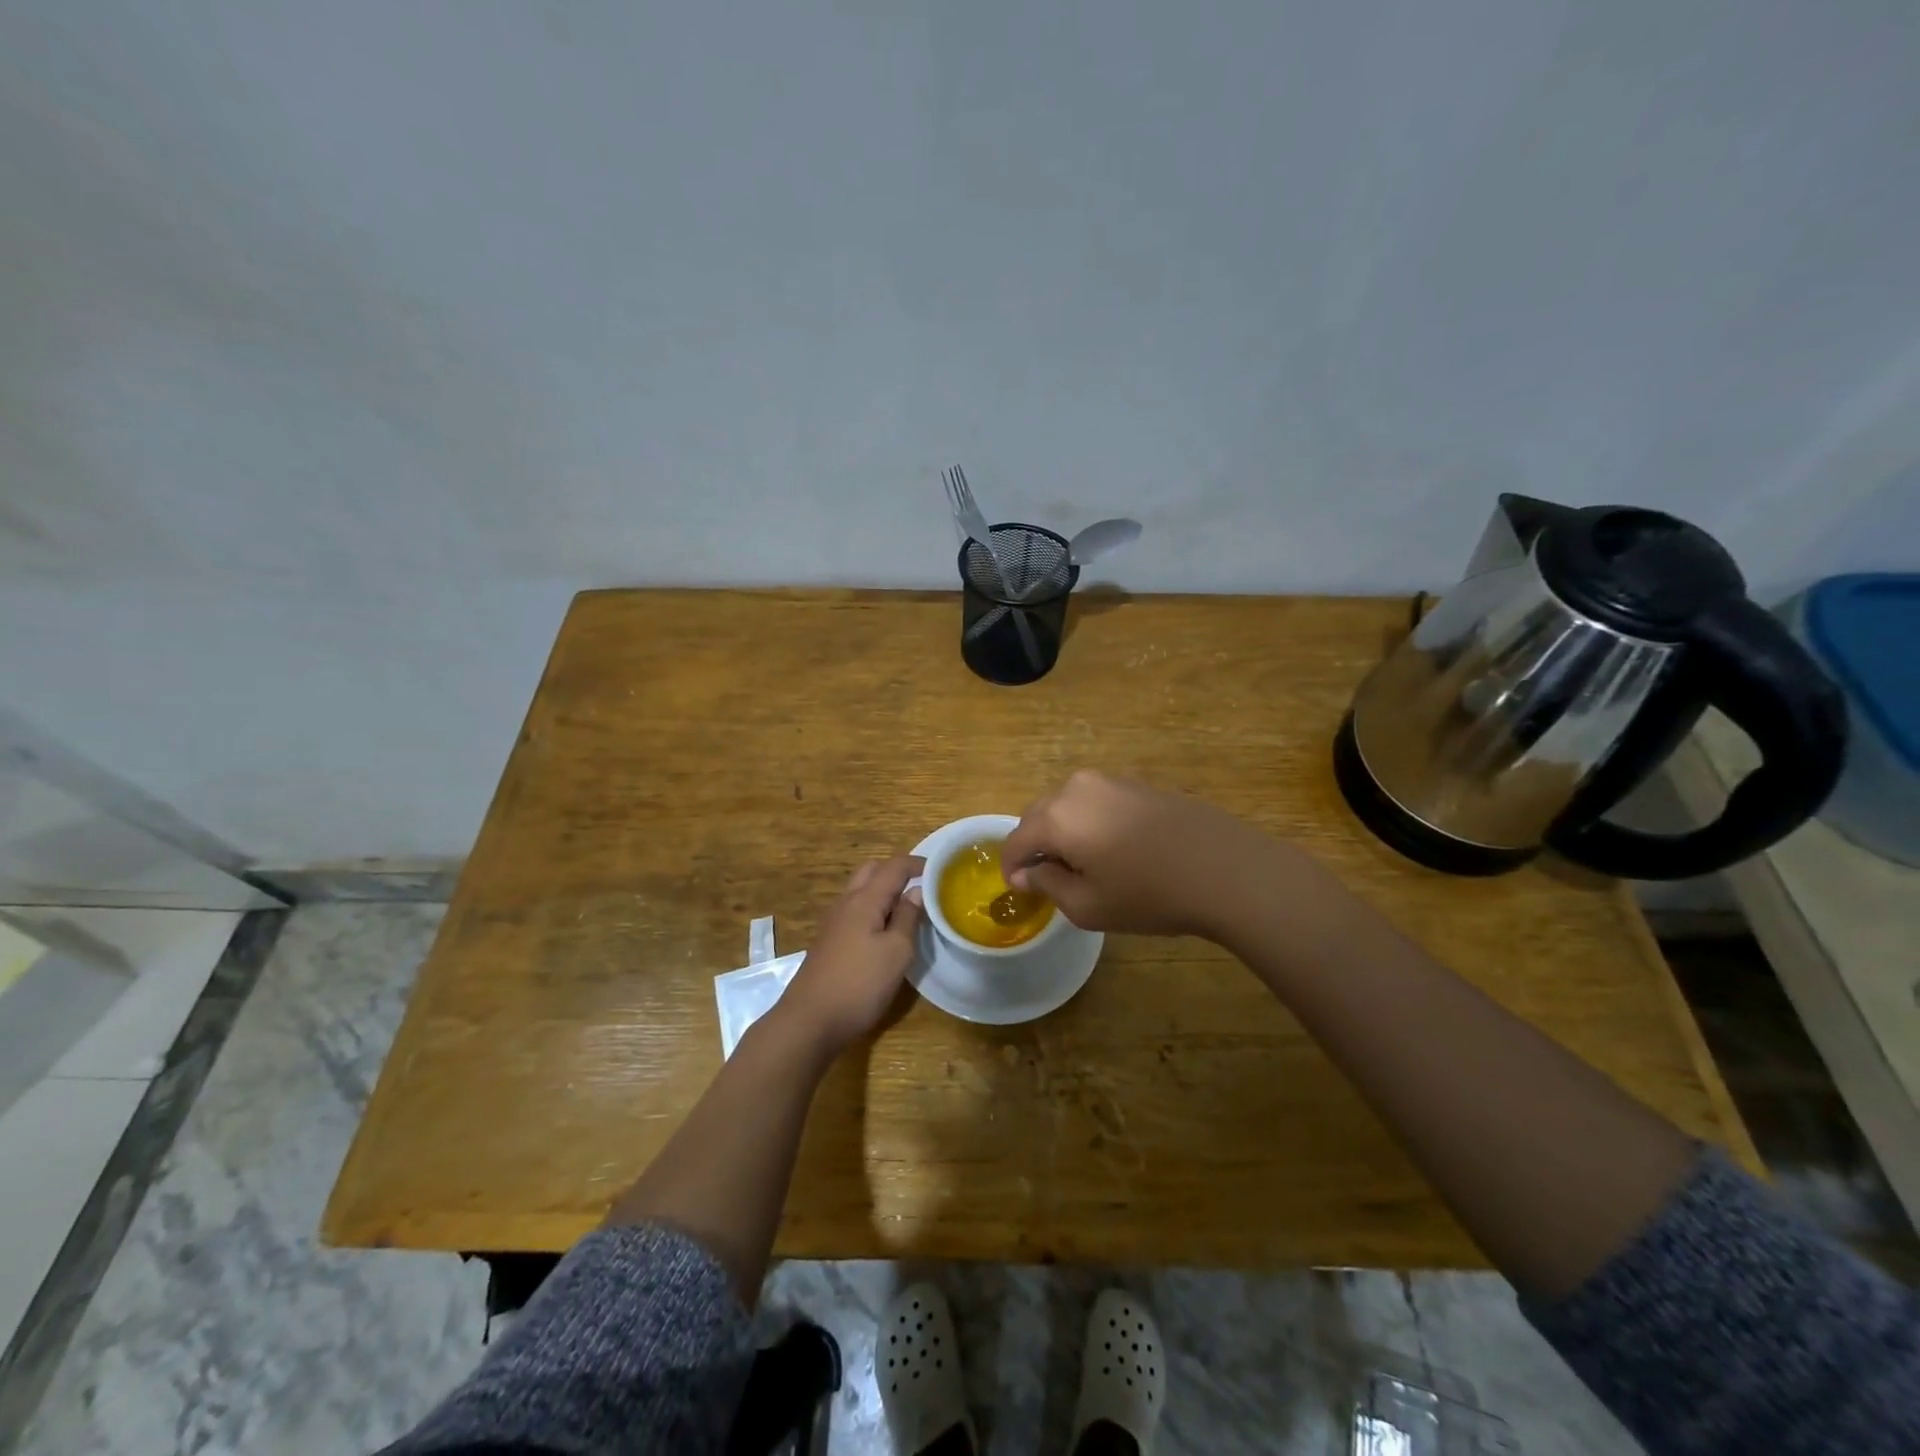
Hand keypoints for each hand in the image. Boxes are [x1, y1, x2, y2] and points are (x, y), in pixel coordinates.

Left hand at [776, 855, 924, 1056]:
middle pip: (872, 871)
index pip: (894, 866)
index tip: (940, 870)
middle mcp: (846, 903)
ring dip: (884, 890)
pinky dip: (873, 908)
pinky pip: (854, 910)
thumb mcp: (896, 952)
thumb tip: (916, 891)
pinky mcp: (829, 941)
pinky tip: (885, 931)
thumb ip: (908, 918)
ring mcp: (833, 922)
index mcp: (865, 900)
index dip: (918, 863)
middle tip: (921, 886)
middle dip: (897, 871)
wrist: (810, 1020)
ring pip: (861, 890)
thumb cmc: (859, 984)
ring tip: (908, 908)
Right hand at [1001, 770, 1279, 938]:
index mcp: (1056, 816)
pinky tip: (1113, 849)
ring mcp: (1108, 780)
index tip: (1019, 891)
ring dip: (1062, 833)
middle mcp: (1075, 788)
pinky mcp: (1136, 783)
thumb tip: (1026, 872)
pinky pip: (1094, 802)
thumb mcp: (1087, 906)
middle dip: (1035, 847)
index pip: (1015, 841)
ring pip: (1066, 806)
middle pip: (1037, 817)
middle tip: (1049, 880)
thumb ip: (1047, 885)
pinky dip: (1089, 823)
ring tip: (1083, 866)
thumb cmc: (1149, 894)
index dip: (1011, 868)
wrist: (1225, 868)